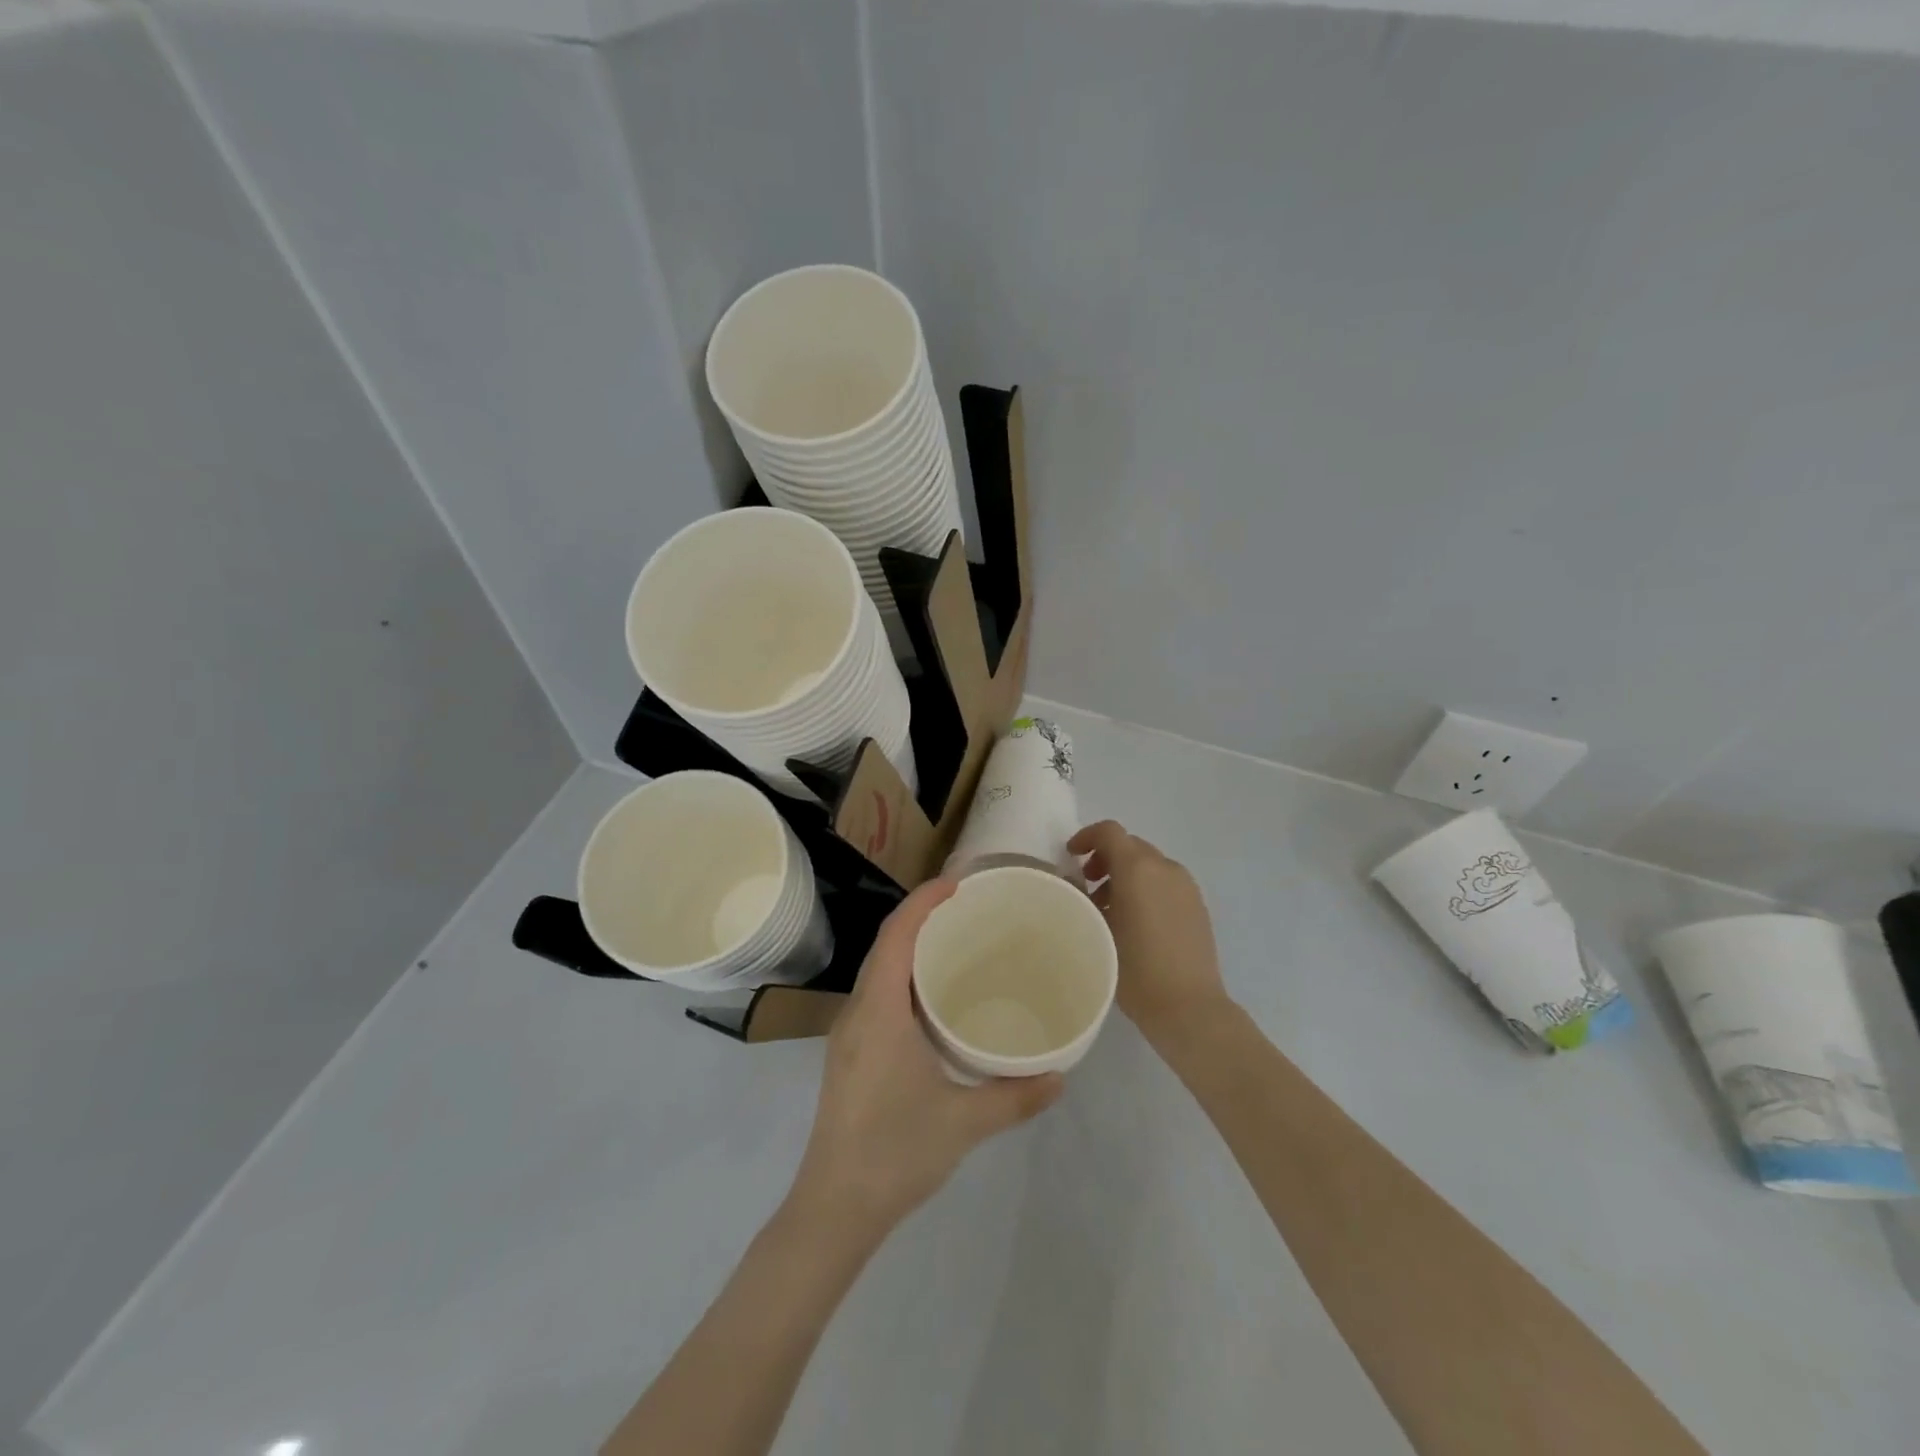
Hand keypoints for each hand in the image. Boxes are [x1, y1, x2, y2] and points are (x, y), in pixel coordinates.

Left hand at [788, 879, 1062, 1237]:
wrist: (834, 1208)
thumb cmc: (894, 1154)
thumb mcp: (964, 1123)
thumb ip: (1015, 1097)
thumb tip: (1061, 1076)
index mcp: (879, 1010)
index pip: (897, 934)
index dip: (924, 900)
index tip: (960, 881)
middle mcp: (859, 1010)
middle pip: (887, 943)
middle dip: (922, 914)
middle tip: (969, 905)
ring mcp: (850, 1031)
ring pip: (880, 967)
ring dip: (912, 943)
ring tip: (957, 939)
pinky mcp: (851, 1051)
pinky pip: (879, 991)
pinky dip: (905, 973)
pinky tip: (935, 995)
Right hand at [1069, 821, 1229, 1039]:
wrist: (1189, 1006)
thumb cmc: (1135, 968)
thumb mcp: (1097, 930)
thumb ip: (1084, 898)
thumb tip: (1077, 885)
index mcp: (1138, 868)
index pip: (1110, 832)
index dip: (1086, 837)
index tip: (1070, 856)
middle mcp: (1165, 868)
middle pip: (1130, 846)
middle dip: (1105, 857)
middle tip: (1087, 884)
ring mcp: (1186, 886)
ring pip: (1149, 864)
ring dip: (1126, 874)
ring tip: (1109, 907)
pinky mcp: (1197, 905)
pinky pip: (1166, 882)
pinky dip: (1146, 887)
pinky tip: (1136, 921)